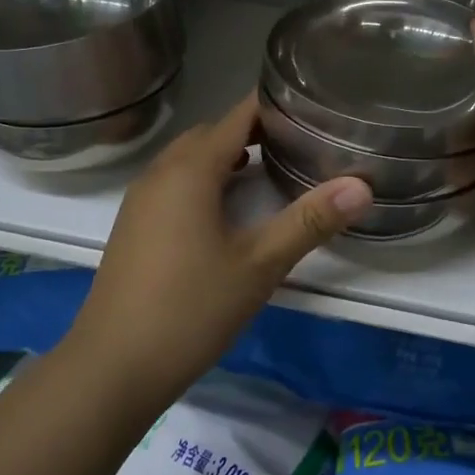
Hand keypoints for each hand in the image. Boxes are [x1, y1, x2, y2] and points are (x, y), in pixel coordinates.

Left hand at [64, 94, 371, 400]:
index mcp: (190, 170)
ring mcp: (141, 200)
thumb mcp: (259, 265)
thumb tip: (362, 186)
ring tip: (270, 171)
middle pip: (211, 134)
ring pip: (189, 159)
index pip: (237, 116)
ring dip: (226, 157)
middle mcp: (160, 173)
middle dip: (253, 131)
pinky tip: (227, 211)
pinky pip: (174, 183)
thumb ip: (310, 221)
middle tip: (298, 143)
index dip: (273, 107)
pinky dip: (204, 180)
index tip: (312, 109)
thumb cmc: (190, 309)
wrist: (112, 367)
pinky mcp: (134, 226)